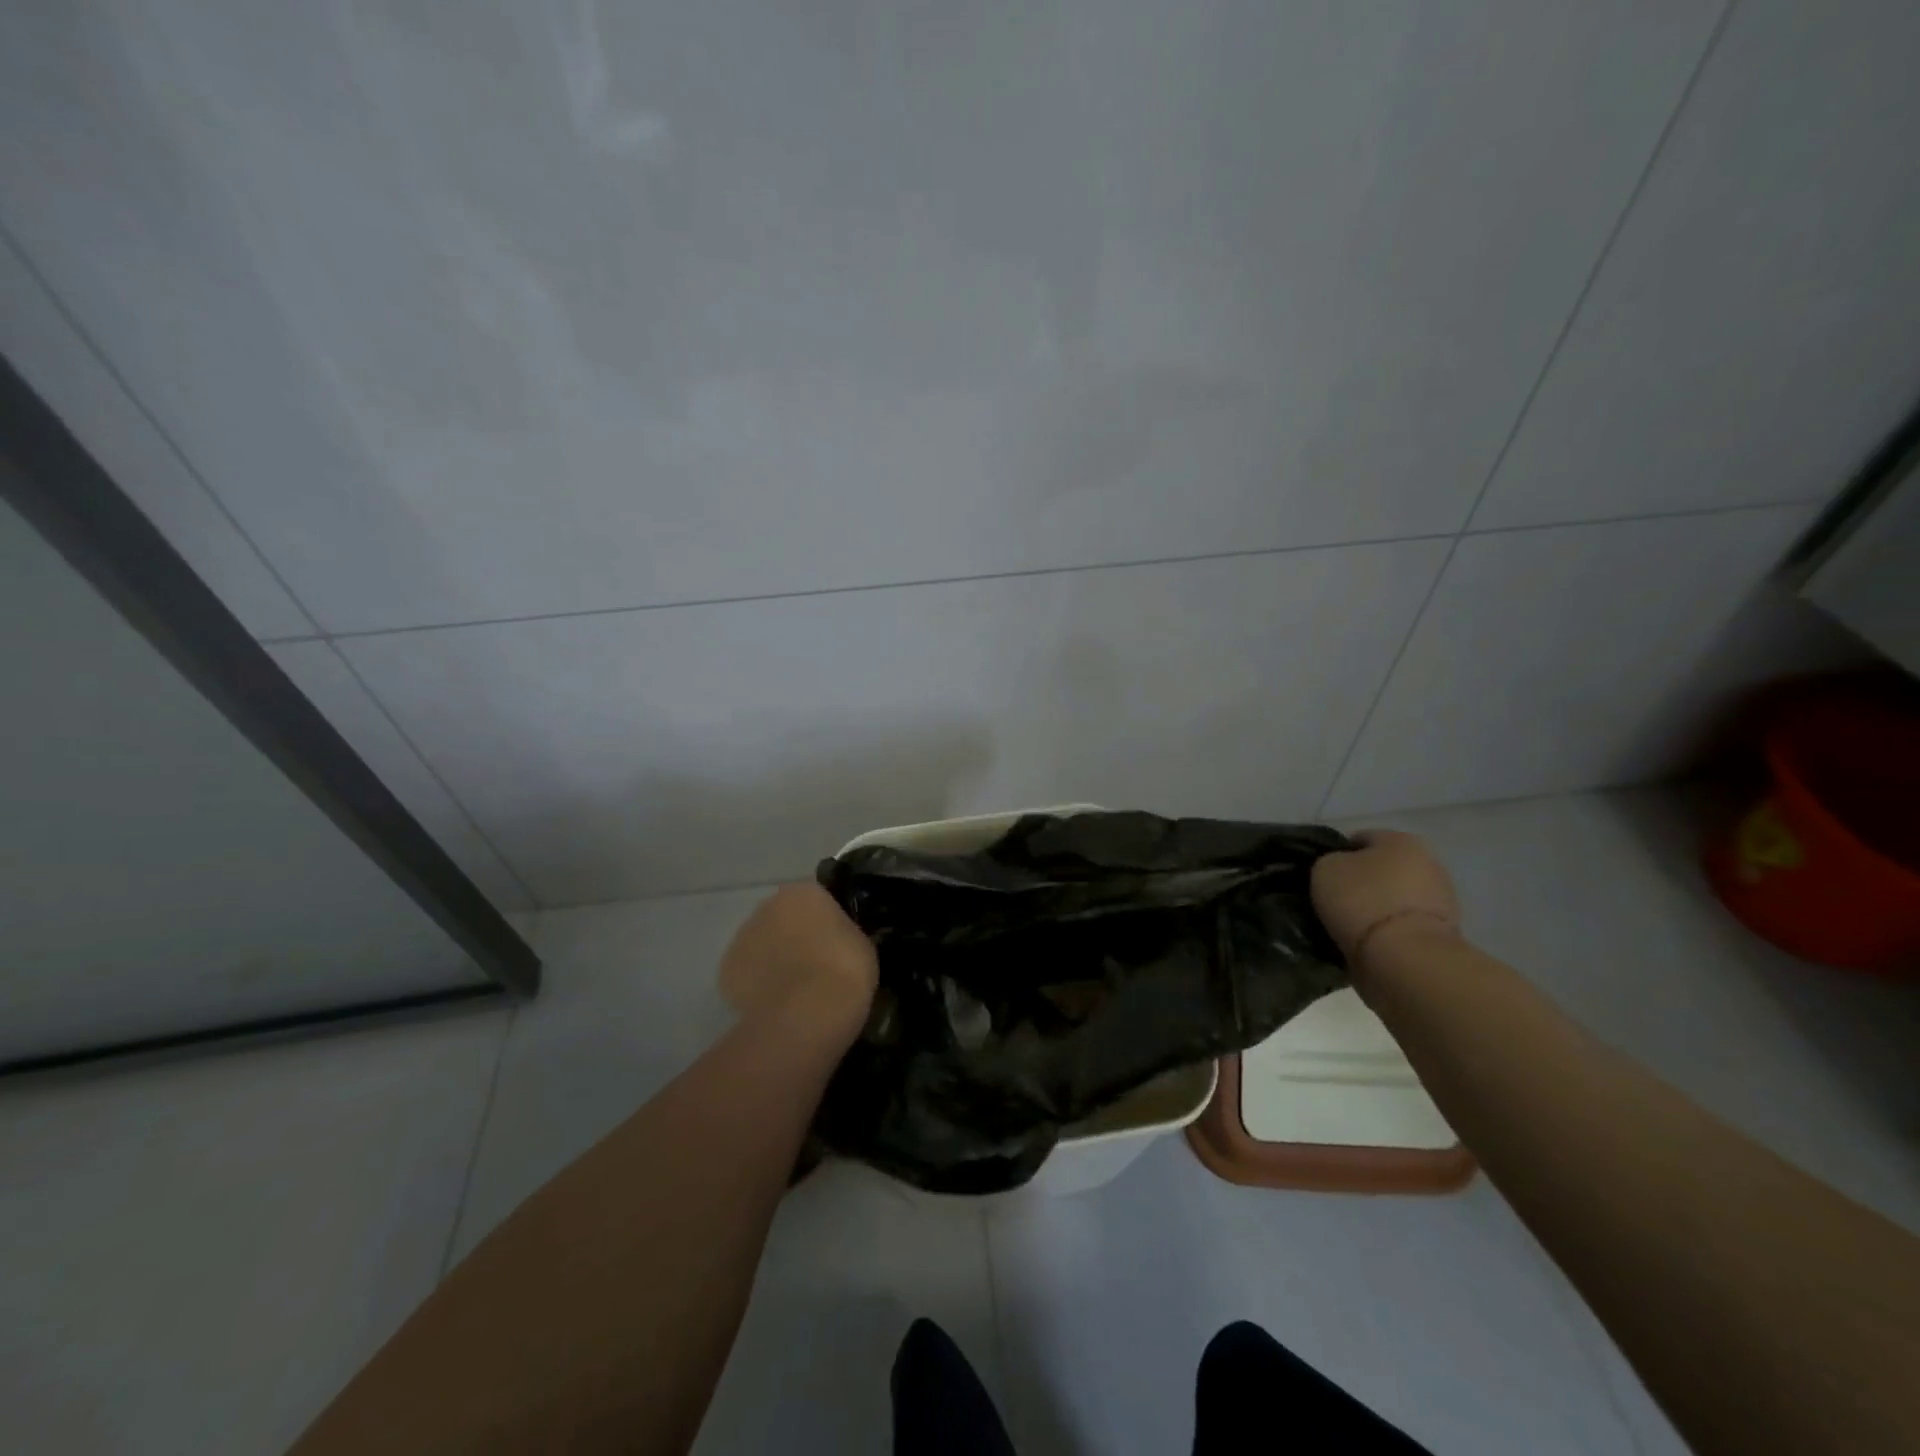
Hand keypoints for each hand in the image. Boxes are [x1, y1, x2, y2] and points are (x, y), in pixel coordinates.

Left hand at [718, 884, 877, 1043]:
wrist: (807, 1014)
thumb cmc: (844, 970)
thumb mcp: (861, 943)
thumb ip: (844, 933)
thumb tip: (838, 940)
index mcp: (803, 892)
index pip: (816, 900)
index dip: (827, 923)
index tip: (837, 945)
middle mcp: (767, 906)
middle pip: (783, 919)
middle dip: (795, 937)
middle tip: (817, 966)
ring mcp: (741, 938)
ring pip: (761, 945)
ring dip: (774, 960)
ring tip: (795, 992)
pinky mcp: (725, 972)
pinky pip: (747, 974)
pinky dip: (757, 985)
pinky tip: (775, 1005)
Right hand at [1311, 830, 1460, 971]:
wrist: (1404, 958)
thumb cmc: (1362, 901)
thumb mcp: (1325, 868)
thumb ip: (1331, 862)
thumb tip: (1340, 871)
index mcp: (1401, 840)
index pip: (1360, 839)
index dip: (1336, 855)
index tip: (1321, 876)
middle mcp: (1429, 862)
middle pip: (1384, 869)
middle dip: (1363, 882)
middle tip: (1336, 900)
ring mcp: (1443, 900)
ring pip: (1396, 897)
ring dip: (1378, 908)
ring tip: (1351, 926)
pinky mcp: (1445, 934)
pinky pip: (1405, 924)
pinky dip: (1390, 931)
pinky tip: (1370, 942)